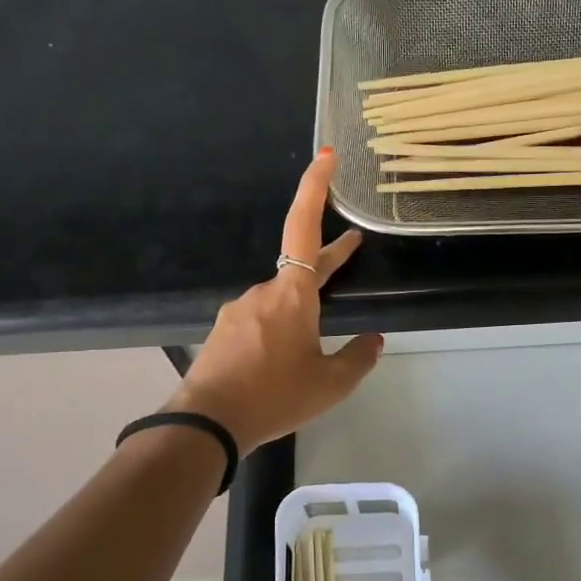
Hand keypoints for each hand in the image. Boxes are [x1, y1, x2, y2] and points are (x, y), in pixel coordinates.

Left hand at [166, 149, 382, 453]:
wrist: (208, 423)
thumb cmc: (275, 397)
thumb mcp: (330, 385)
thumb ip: (358, 358)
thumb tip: (373, 340)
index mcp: (293, 295)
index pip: (304, 227)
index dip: (314, 189)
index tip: (325, 157)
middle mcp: (263, 292)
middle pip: (300, 266)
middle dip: (327, 259)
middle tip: (352, 247)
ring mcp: (239, 311)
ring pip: (280, 299)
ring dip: (301, 307)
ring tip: (315, 342)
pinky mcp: (225, 332)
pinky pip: (260, 320)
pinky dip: (279, 329)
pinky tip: (283, 360)